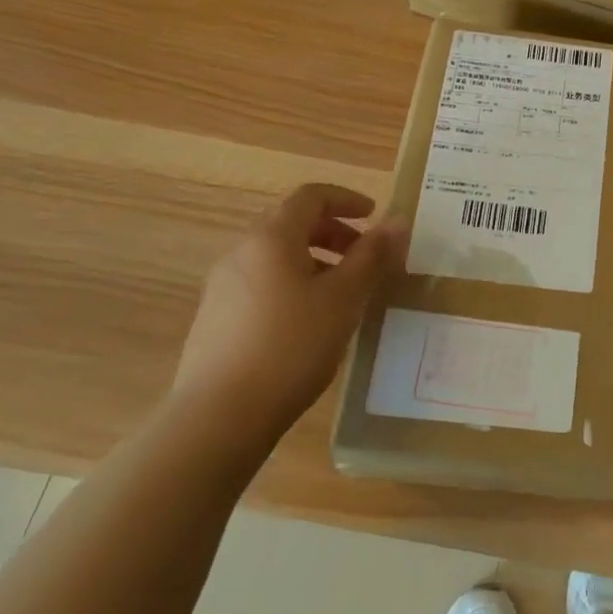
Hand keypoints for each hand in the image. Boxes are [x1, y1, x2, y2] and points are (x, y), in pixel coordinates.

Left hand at [174, 185, 407, 453]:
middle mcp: (241, 253)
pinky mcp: (214, 320)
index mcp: (271, 238)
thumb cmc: (291, 345)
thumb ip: (372, 256)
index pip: (311, 197)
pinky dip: (292, 285)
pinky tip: (309, 324)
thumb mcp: (344, 298)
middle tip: (364, 255)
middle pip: (291, 224)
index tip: (374, 216)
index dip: (346, 199)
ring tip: (342, 294)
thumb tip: (398, 220)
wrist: (219, 417)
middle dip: (332, 232)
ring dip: (314, 261)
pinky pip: (261, 284)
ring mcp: (222, 288)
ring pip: (275, 257)